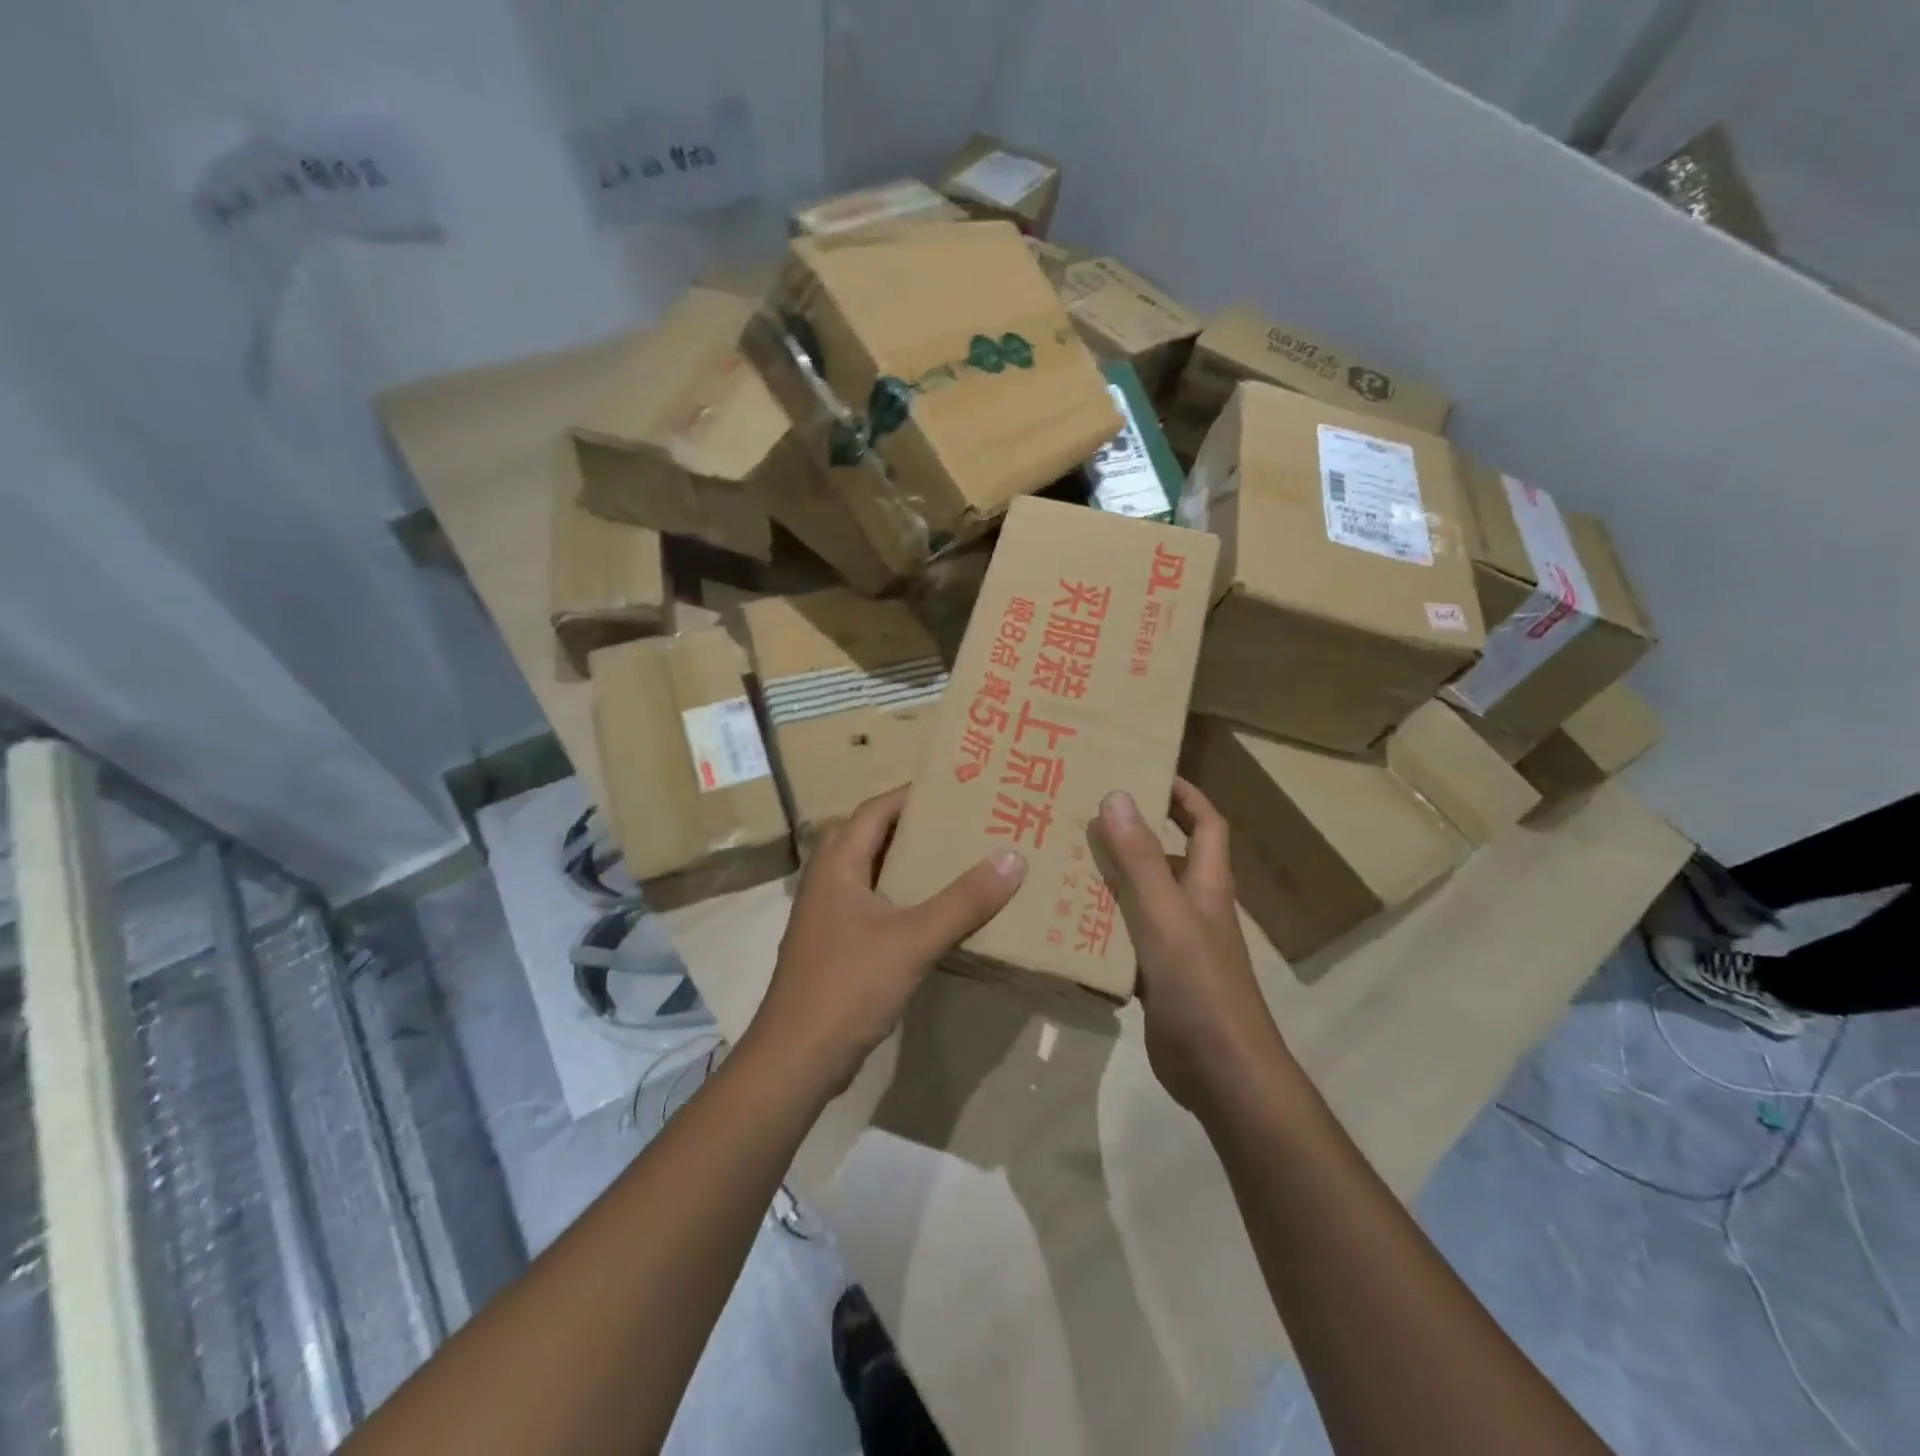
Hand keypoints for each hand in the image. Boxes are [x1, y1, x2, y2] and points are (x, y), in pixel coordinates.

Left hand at [747, 786, 1026, 1096]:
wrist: (797, 1058)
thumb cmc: (849, 985)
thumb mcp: (913, 939)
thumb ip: (964, 900)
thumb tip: (1013, 857)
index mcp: (837, 863)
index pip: (876, 809)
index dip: (913, 795)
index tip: (958, 790)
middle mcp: (828, 880)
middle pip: (874, 837)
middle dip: (917, 828)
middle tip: (965, 824)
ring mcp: (829, 915)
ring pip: (875, 873)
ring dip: (911, 865)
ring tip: (960, 860)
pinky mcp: (836, 945)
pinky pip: (876, 906)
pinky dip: (905, 899)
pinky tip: (938, 912)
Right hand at [1095, 781, 1290, 1116]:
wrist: (1221, 1073)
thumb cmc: (1200, 986)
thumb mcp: (1165, 915)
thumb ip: (1140, 859)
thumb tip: (1118, 795)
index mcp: (1206, 884)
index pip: (1205, 823)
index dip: (1184, 794)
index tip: (1146, 770)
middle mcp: (1193, 907)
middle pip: (1166, 856)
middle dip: (1132, 832)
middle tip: (1083, 813)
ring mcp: (1175, 944)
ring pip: (1140, 897)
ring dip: (1110, 878)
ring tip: (1063, 859)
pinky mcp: (1157, 976)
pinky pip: (1124, 938)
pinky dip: (1100, 925)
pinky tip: (1065, 921)